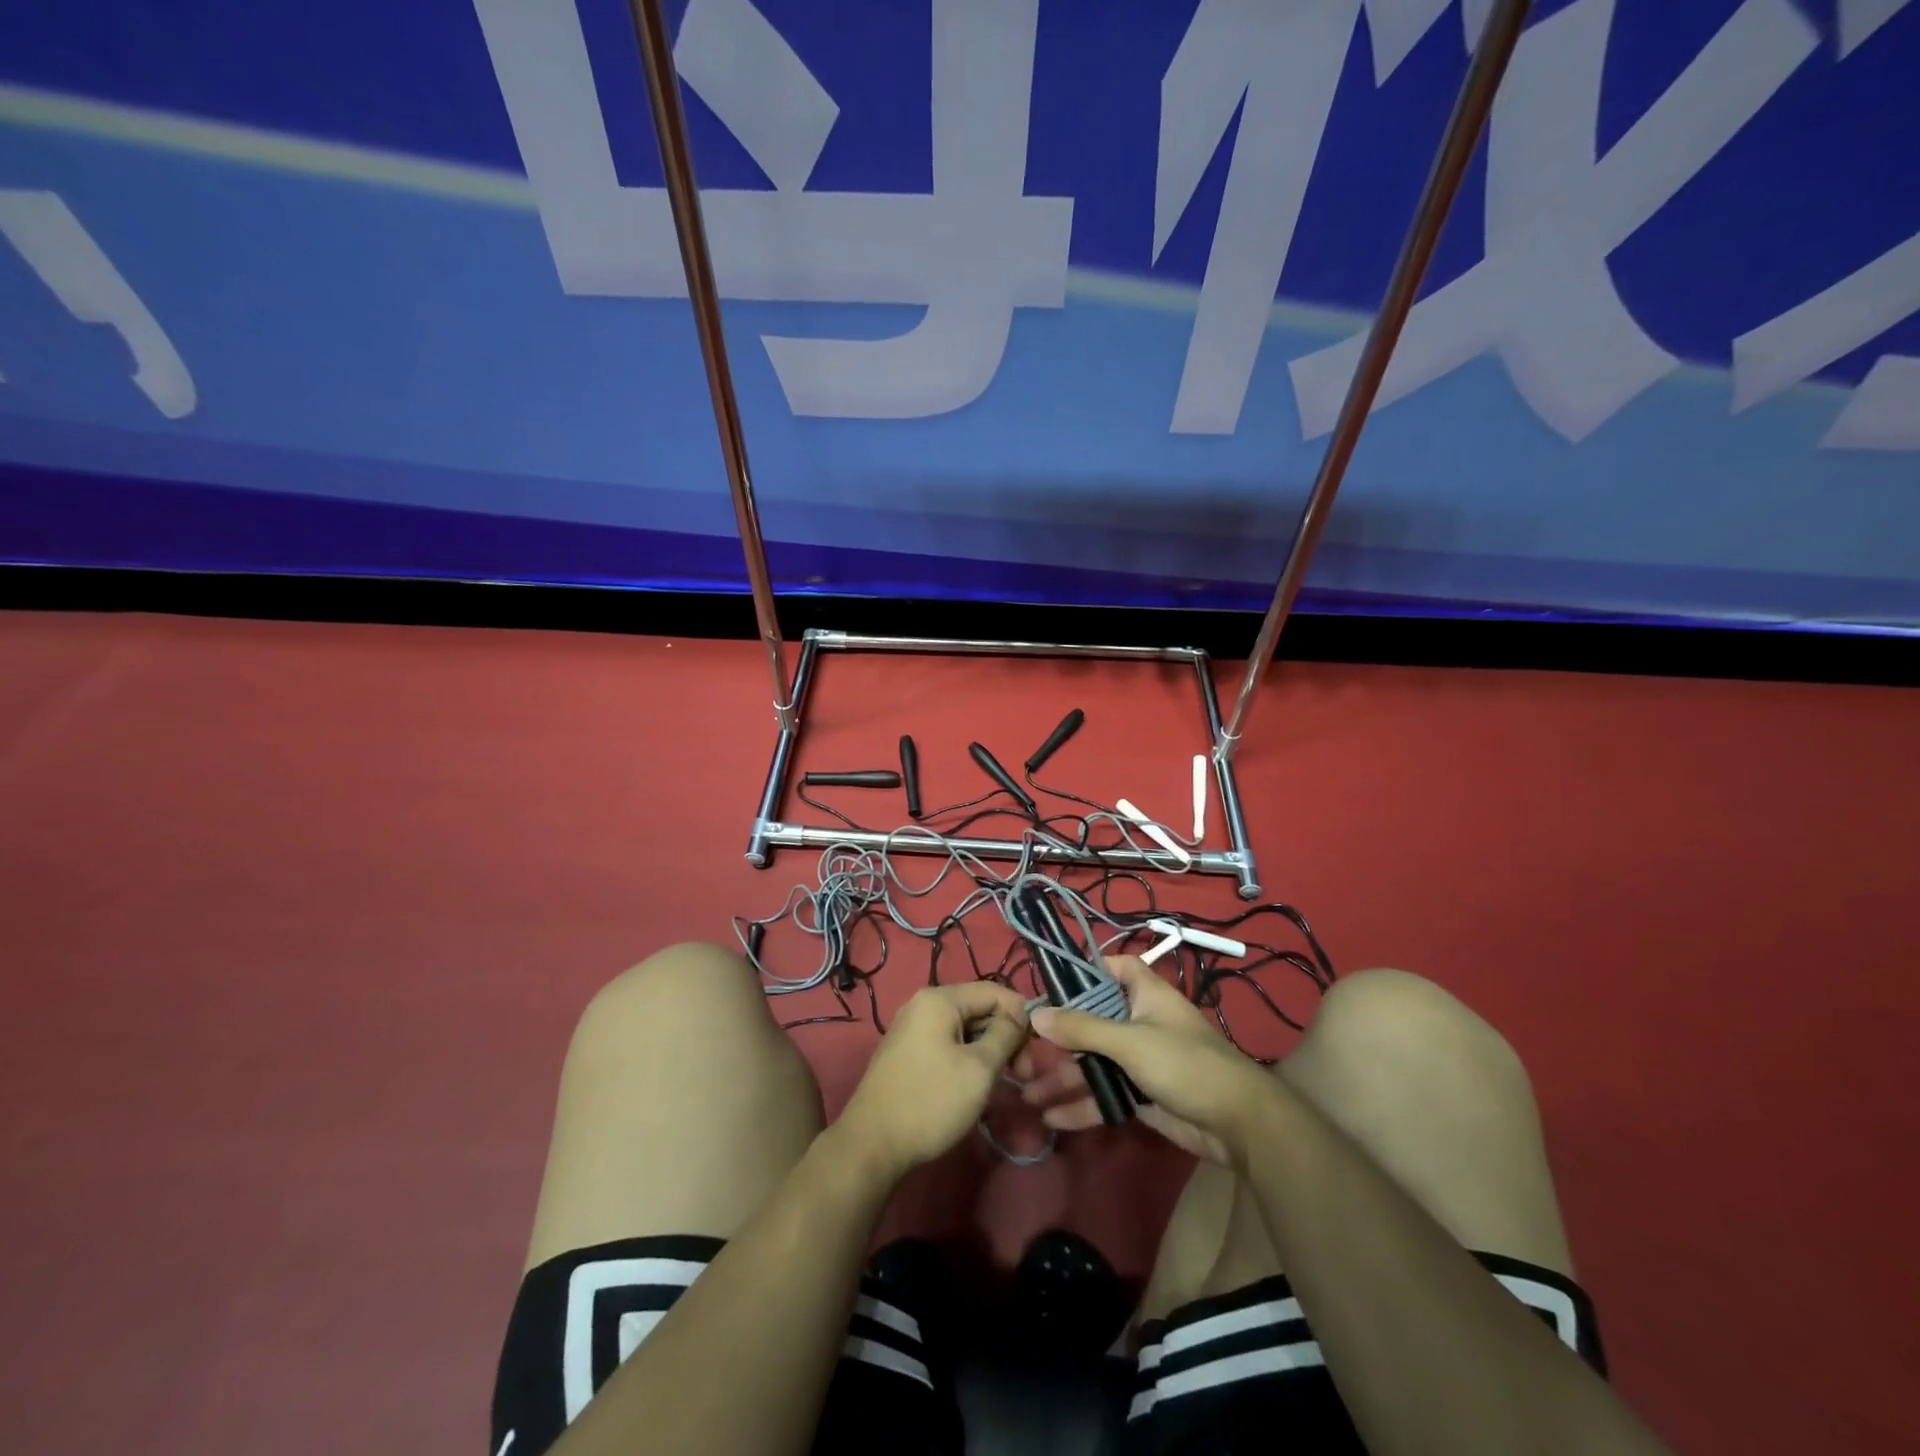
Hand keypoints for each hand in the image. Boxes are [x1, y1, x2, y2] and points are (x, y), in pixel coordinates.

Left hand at [837, 981, 1031, 1179]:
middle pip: (978, 1008)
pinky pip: (947, 1043)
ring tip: (1004, 1082)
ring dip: (988, 1049)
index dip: (1021, 1015)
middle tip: (1023, 1075)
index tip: (1038, 1050)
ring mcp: (912, 1028)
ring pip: (964, 1028)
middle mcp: (923, 1004)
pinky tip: (978, 1083)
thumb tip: (1021, 1015)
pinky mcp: (907, 1052)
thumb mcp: (979, 1068)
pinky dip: (968, 1057)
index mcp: (939, 999)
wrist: (872, 1144)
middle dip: (1005, 1036)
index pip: (994, 991)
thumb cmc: (931, 1101)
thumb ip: (1005, 1035)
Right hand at [1023, 956, 1275, 1165]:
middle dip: (1059, 1037)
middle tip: (1022, 1048)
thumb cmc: (1185, 1064)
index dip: (1085, 971)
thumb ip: (1082, 1028)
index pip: (1113, 968)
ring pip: (1094, 1061)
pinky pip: (1104, 1093)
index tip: (1050, 985)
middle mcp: (1139, 1021)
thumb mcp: (1130, 1041)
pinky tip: (1052, 1117)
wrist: (1238, 1125)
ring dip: (1063, 1076)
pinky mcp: (1141, 1095)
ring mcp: (1140, 1060)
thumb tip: (1036, 1014)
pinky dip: (1081, 1104)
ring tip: (1026, 1092)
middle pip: (1092, 1020)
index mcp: (1145, 994)